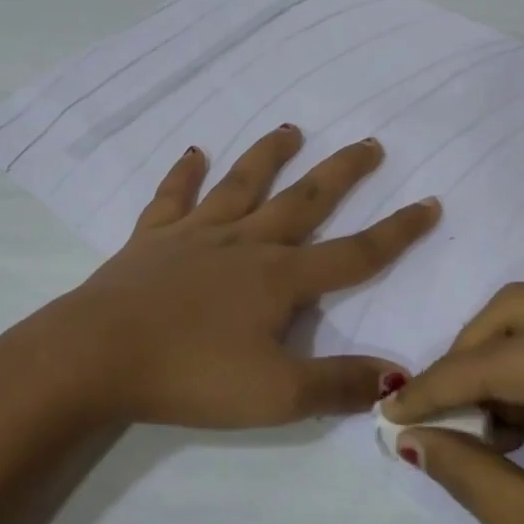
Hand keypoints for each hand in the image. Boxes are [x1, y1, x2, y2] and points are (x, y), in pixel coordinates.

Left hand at [8, 125, 439, 429]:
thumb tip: (397, 376)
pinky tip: (192, 153)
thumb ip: (338, 385)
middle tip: (369, 144)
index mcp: (279, 278)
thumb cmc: (190, 375)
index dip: (397, 232)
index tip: (429, 202)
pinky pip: (172, 198)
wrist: (94, 356)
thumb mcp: (276, 395)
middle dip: (341, 174)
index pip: (354, 253)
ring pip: (240, 185)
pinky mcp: (150, 241)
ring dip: (267, 156)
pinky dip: (183, 175)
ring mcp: (194, 236)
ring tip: (289, 129)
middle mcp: (243, 244)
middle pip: (303, 201)